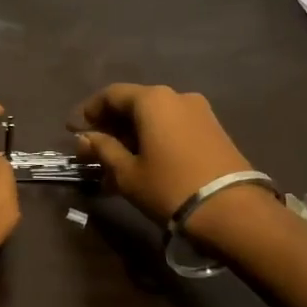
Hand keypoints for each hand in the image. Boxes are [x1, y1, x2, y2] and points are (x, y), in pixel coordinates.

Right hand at [68, 83, 254, 223]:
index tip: (73, 130)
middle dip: (110, 126)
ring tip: (115, 163)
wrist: (233, 211)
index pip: (111, 95)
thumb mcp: (127, 172)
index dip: (89, 111)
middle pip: (134, 104)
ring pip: (155, 118)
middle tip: (92, 149)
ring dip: (132, 136)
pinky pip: (173, 128)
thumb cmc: (170, 187)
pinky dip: (153, 140)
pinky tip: (143, 164)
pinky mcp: (214, 131)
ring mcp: (200, 112)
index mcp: (152, 99)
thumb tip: (84, 138)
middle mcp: (176, 96)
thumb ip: (103, 150)